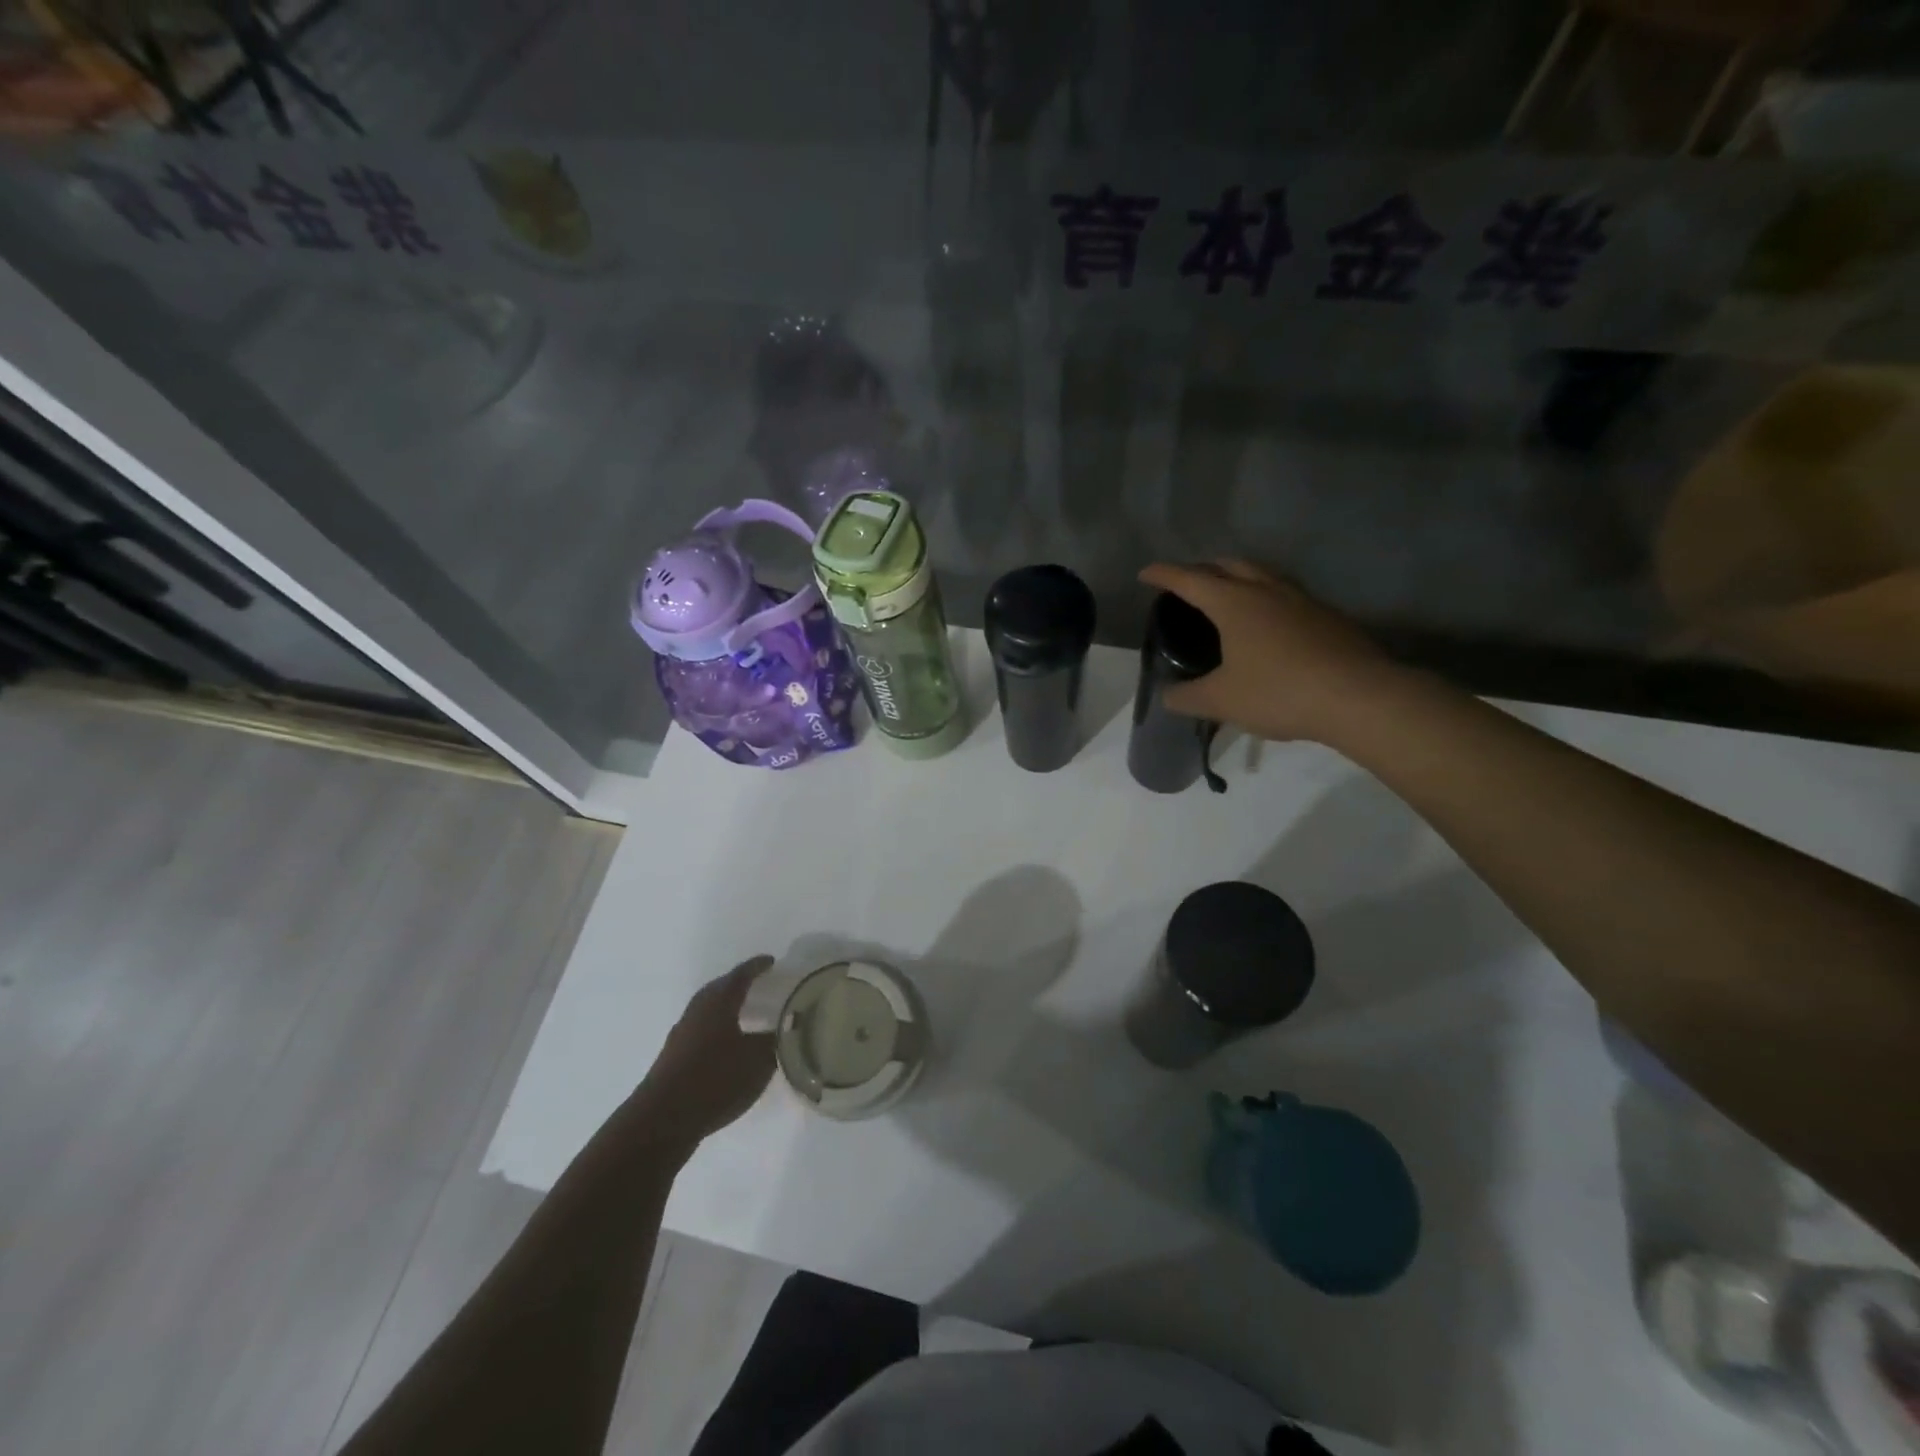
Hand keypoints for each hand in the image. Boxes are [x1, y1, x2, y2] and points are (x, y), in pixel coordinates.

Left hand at [632, 957, 776, 1146]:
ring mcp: (681, 1034)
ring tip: (745, 1014)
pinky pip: (700, 1030)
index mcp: (719, 1002)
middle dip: (739, 984)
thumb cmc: (715, 1079)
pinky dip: (716, 1029)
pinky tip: (726, 1046)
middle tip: (759, 984)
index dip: (757, 966)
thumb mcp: (757, 1061)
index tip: (771, 961)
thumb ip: (775, 1040)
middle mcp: (697, 1011)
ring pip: (707, 1010)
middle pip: (720, 988)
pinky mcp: (673, 1057)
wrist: (662, 1119)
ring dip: (726, 1007)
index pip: (741, 975)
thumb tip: (788, 1026)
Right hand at [1137, 559, 1403, 744]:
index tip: (1145, 574)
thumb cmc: (1279, 692)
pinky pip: (1285, 595)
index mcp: (1234, 603)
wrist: (1359, 696)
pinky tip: (1267, 624)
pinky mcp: (1326, 616)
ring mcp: (1301, 599)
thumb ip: (1187, 697)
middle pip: (1228, 565)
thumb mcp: (1220, 701)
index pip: (1189, 579)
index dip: (1164, 575)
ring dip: (1238, 577)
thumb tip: (1167, 695)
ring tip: (1226, 596)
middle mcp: (1266, 590)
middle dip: (1202, 568)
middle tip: (1186, 583)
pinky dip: (1264, 598)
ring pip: (1261, 574)